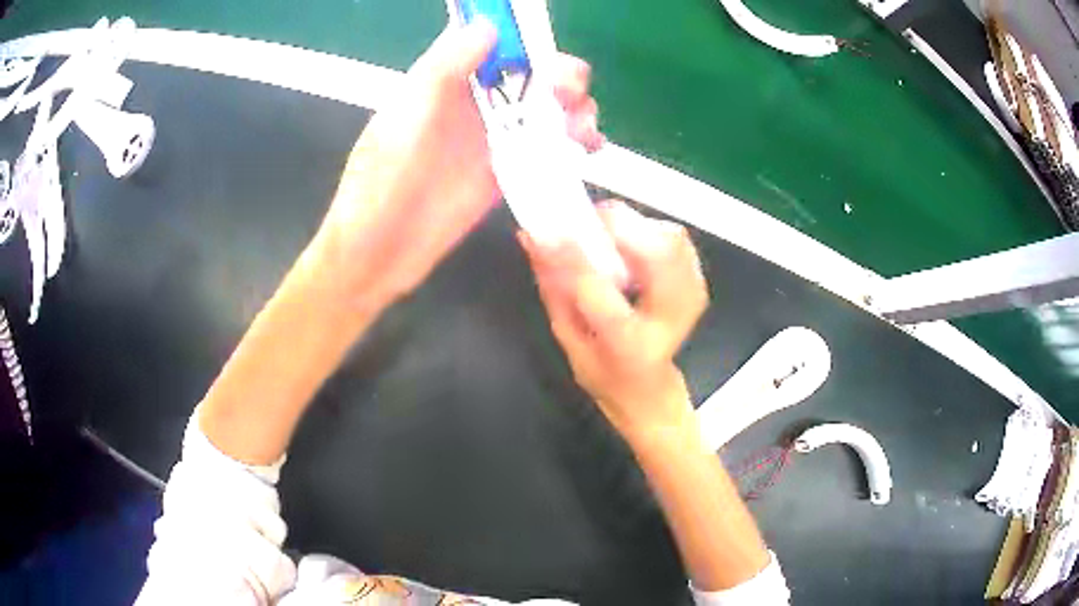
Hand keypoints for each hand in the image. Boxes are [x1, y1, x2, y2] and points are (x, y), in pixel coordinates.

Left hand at [315, 20, 605, 308]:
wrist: (381, 251)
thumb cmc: (383, 180)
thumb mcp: (407, 115)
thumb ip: (444, 67)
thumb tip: (488, 25)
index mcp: (447, 79)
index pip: (493, 41)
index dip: (524, 36)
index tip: (545, 47)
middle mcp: (474, 102)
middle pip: (532, 73)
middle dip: (561, 74)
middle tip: (567, 93)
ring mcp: (493, 137)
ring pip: (548, 108)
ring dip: (575, 107)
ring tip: (582, 128)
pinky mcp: (507, 171)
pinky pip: (548, 147)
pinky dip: (573, 142)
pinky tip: (587, 148)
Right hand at [519, 201, 708, 440]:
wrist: (650, 388)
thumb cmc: (604, 371)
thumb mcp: (568, 338)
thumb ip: (553, 287)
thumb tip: (532, 238)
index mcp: (629, 344)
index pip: (597, 290)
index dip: (570, 254)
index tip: (543, 230)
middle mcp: (669, 318)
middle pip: (655, 253)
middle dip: (615, 225)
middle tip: (583, 224)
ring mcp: (691, 297)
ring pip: (670, 237)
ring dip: (632, 226)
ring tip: (605, 238)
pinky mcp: (697, 282)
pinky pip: (677, 237)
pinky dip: (649, 230)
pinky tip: (629, 246)